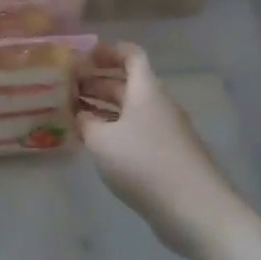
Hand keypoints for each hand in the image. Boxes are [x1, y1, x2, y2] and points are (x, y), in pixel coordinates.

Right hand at [76, 43, 232, 258]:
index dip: (108, 51)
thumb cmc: (143, 163)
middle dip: (97, 83)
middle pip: (127, 84)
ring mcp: (165, 132)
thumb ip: (86, 122)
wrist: (194, 208)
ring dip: (103, 109)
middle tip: (66, 89)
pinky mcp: (167, 156)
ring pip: (130, 110)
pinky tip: (96, 145)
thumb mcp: (101, 140)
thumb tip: (81, 114)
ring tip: (74, 115)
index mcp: (145, 91)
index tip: (82, 56)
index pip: (131, 56)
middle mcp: (158, 105)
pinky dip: (115, 131)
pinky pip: (136, 132)